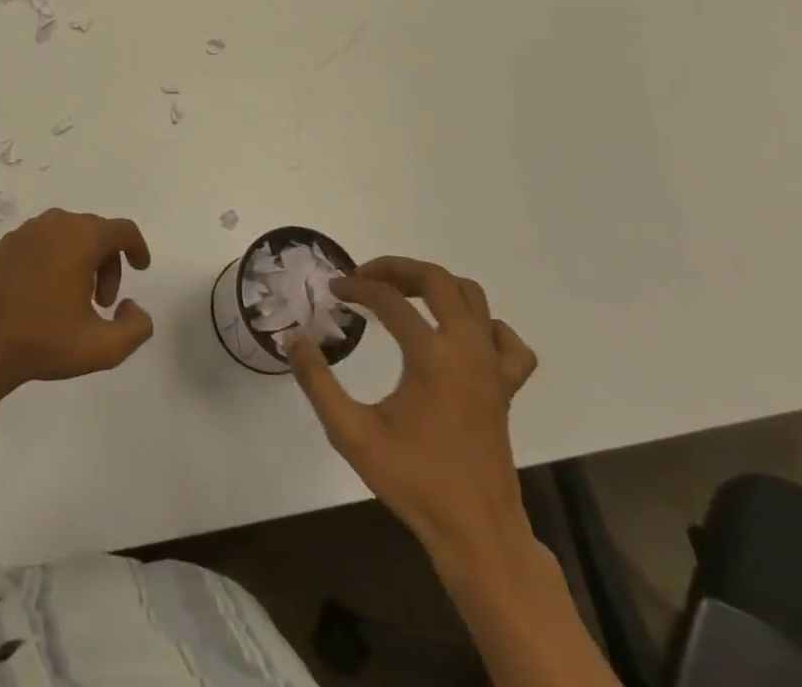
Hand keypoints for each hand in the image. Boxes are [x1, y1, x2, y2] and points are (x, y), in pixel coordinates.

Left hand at [0, 209, 153, 389]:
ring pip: (71, 233)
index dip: (137, 247)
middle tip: (104, 302)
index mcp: (82, 238)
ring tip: (77, 299)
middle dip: (109, 263)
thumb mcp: (103, 347)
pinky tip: (50, 290)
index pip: (122, 230)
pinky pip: (46, 239)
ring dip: (84, 259)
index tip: (141, 269)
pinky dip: (58, 256)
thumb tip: (133, 306)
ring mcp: (29, 230)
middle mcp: (57, 223)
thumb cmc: (46, 340)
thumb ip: (136, 328)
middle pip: (97, 232)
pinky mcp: (9, 242)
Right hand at [289, 257, 537, 564]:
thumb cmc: (414, 480)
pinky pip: (505, 340)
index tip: (333, 290)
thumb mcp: (351, 433)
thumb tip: (295, 340)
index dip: (357, 288)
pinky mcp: (506, 388)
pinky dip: (483, 325)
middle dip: (396, 269)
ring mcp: (492, 367)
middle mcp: (467, 350)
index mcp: (432, 357)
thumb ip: (317, 382)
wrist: (476, 532)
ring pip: (472, 298)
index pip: (389, 300)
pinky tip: (459, 335)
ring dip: (435, 285)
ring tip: (403, 294)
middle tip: (365, 278)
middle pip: (437, 280)